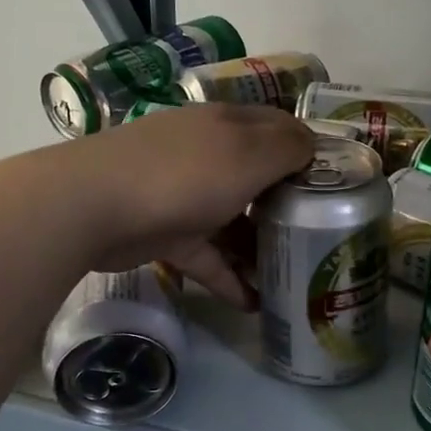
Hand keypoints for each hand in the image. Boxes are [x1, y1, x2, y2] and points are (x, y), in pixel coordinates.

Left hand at [59, 104, 313, 304]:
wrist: (95, 206)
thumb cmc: (185, 174)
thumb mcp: (249, 154)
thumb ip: (288, 147)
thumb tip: (310, 146)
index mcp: (228, 126)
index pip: (277, 128)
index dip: (307, 150)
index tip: (335, 183)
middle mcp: (207, 154)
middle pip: (257, 177)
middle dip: (287, 204)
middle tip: (319, 234)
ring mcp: (184, 194)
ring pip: (233, 220)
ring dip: (259, 248)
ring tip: (291, 277)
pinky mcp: (166, 233)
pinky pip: (207, 256)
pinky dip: (228, 278)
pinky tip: (254, 305)